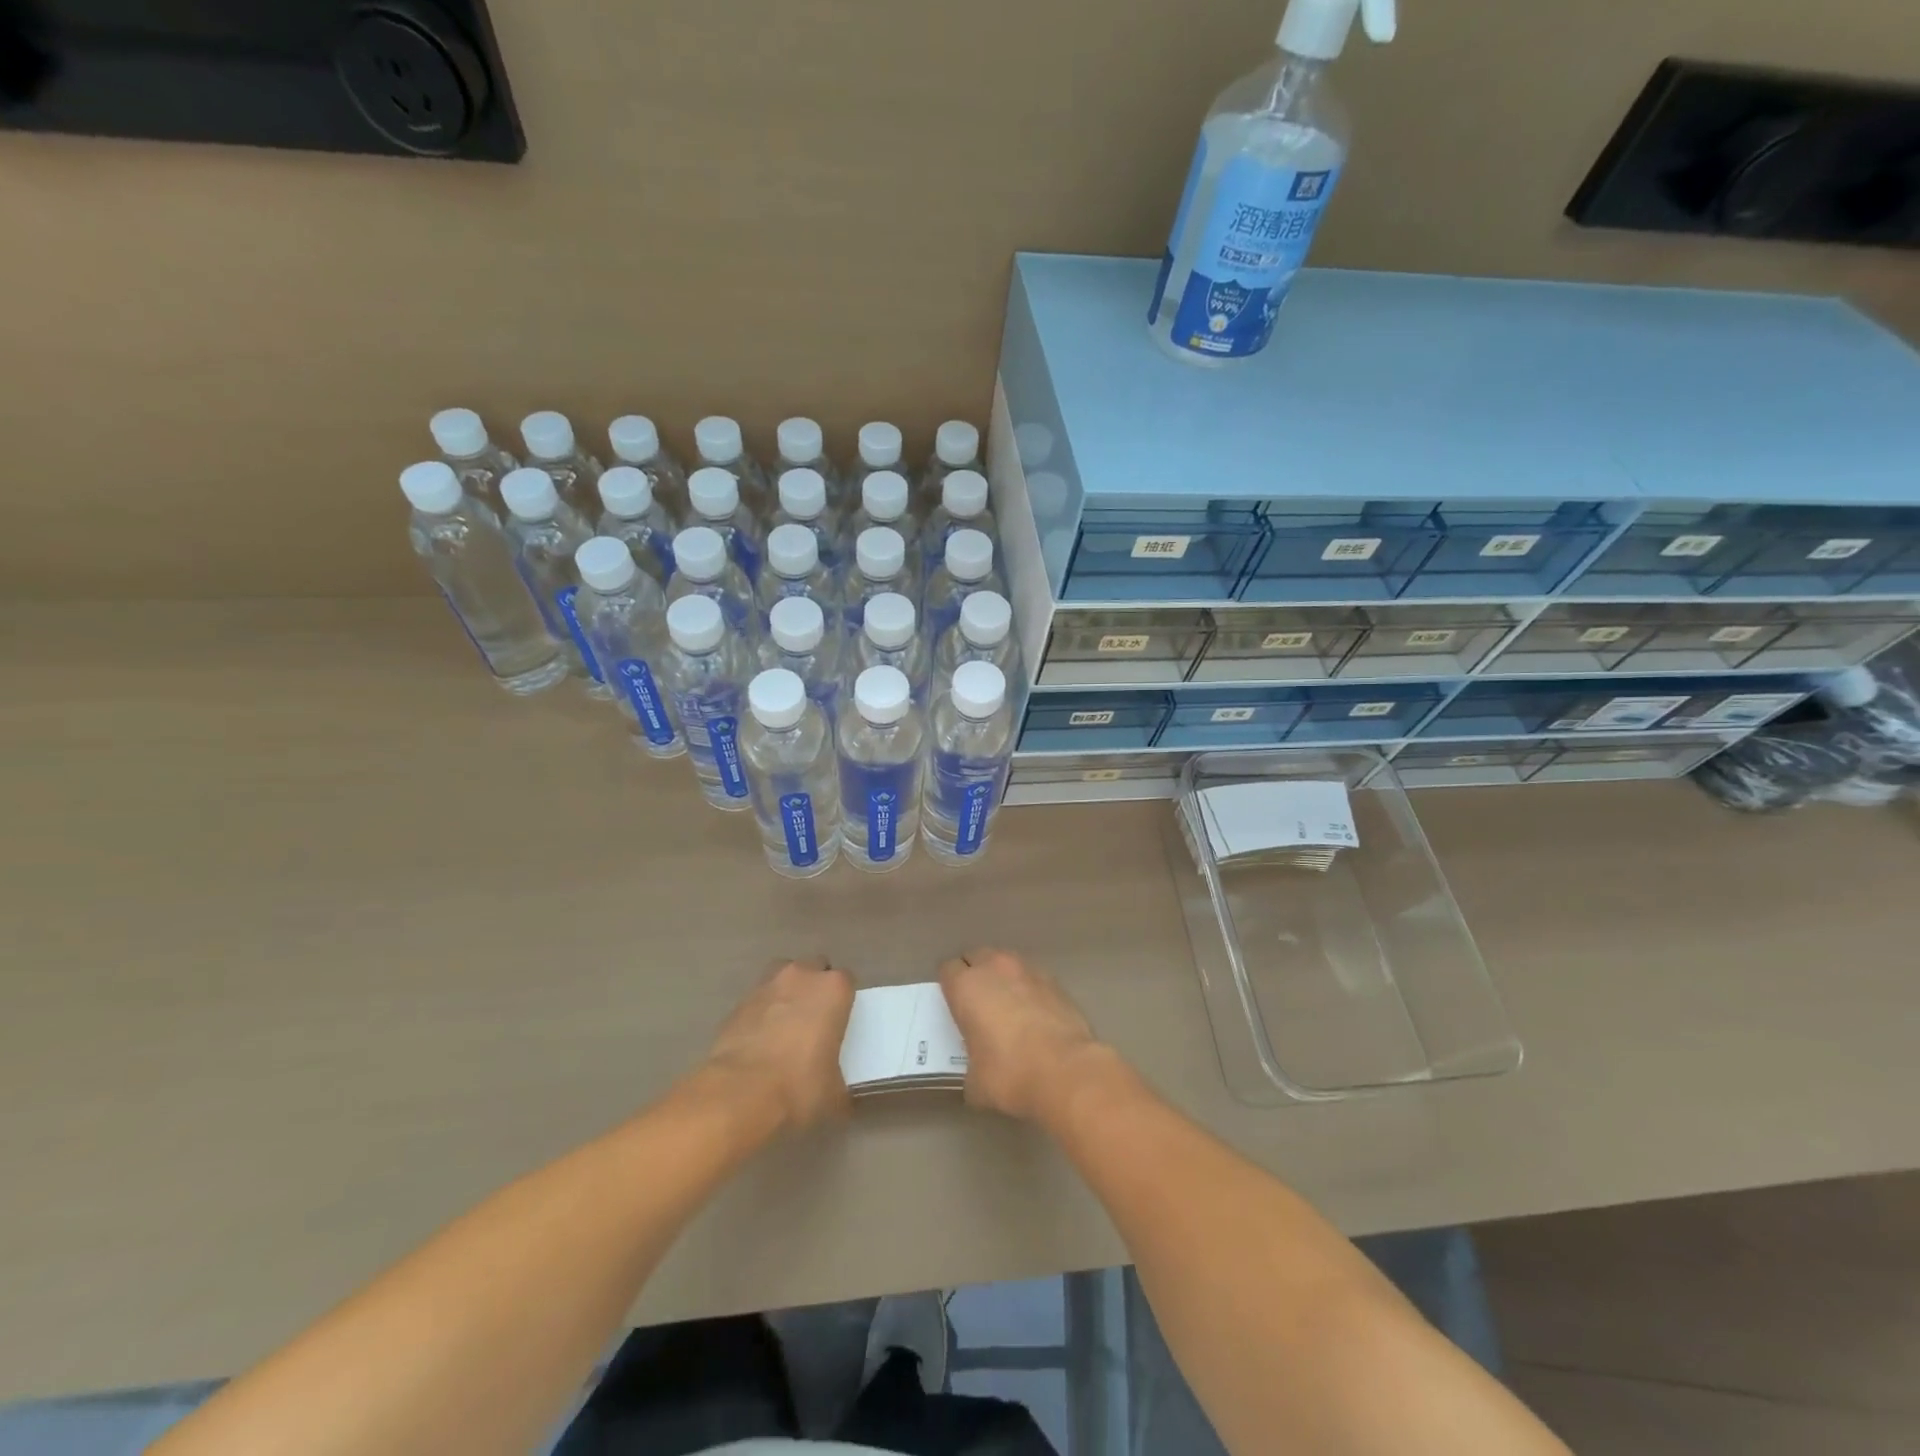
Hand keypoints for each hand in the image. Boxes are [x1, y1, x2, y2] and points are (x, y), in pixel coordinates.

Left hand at [702, 959, 854, 1131]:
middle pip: (814, 969)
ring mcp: (766, 985)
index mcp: (833, 989)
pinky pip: (757, 1000)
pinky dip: (761, 1013)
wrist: (739, 1093)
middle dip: (815, 988)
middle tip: (814, 1021)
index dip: (843, 1001)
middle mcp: (801, 976)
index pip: (847, 981)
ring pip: (783, 977)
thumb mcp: (834, 1093)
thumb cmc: (799, 1086)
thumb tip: (838, 1095)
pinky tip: (759, 1041)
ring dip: (787, 993)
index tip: (839, 1022)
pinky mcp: (738, 1003)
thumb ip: (839, 1082)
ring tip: (785, 1025)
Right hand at [939, 948, 1107, 1121]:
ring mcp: (1028, 971)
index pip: (947, 969)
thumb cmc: (1010, 1074)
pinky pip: (1033, 978)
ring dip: (1003, 978)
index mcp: (966, 986)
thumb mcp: (975, 1082)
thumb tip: (978, 1074)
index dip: (949, 986)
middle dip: (975, 974)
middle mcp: (995, 968)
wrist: (1066, 1071)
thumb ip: (970, 1068)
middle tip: (978, 1004)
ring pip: (1006, 963)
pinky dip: (1029, 990)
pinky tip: (1035, 1015)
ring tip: (1008, 1007)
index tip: (953, 1005)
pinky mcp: (1055, 982)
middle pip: (976, 957)